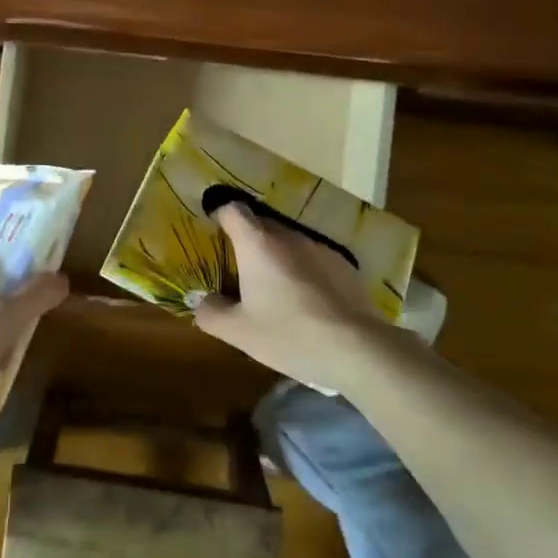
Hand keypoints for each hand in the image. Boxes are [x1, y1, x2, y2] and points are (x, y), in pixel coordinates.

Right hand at [192, 202, 395, 392]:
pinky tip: (305, 300)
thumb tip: (200, 302)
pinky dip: (302, 270)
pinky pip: (312, 258)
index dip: (219, 214)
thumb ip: (211, 313)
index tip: (212, 229)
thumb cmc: (289, 334)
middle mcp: (288, 236)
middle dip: (246, 240)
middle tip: (237, 268)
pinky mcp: (343, 264)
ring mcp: (319, 248)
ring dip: (276, 256)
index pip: (233, 210)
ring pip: (288, 242)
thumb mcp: (239, 332)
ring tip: (272, 287)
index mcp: (257, 244)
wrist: (356, 347)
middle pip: (260, 224)